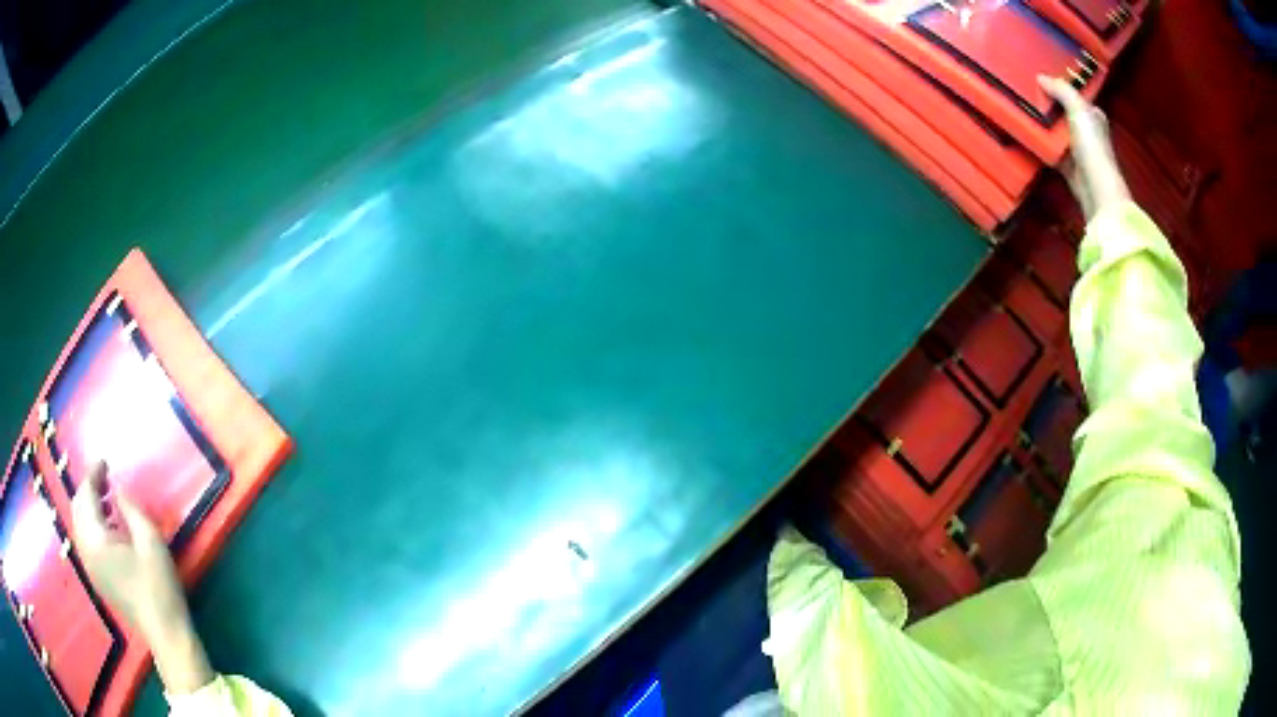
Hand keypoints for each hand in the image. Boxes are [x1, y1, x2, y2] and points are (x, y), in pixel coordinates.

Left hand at [71, 462, 214, 694]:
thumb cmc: (158, 586)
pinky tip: (107, 525)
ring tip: (106, 498)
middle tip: (104, 476)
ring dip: (88, 505)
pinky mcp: (96, 577)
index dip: (94, 474)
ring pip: (79, 523)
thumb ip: (130, 508)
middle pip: (78, 507)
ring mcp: (89, 566)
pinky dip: (91, 523)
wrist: (164, 633)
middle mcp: (85, 549)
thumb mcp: (150, 540)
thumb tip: (117, 488)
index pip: (86, 495)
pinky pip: (85, 539)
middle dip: (88, 488)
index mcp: (95, 539)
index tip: (105, 461)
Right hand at [1039, 75, 1130, 220]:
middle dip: (1047, 104)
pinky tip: (1028, 135)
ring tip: (1022, 110)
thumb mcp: (1079, 110)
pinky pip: (1050, 149)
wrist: (1096, 190)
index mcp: (1093, 115)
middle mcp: (1086, 131)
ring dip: (1042, 123)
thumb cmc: (1093, 148)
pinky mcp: (1067, 166)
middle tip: (1026, 92)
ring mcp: (1077, 149)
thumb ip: (1062, 91)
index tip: (1040, 79)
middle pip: (1063, 112)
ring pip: (1056, 130)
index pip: (1075, 96)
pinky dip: (1040, 143)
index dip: (1059, 87)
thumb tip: (1041, 77)